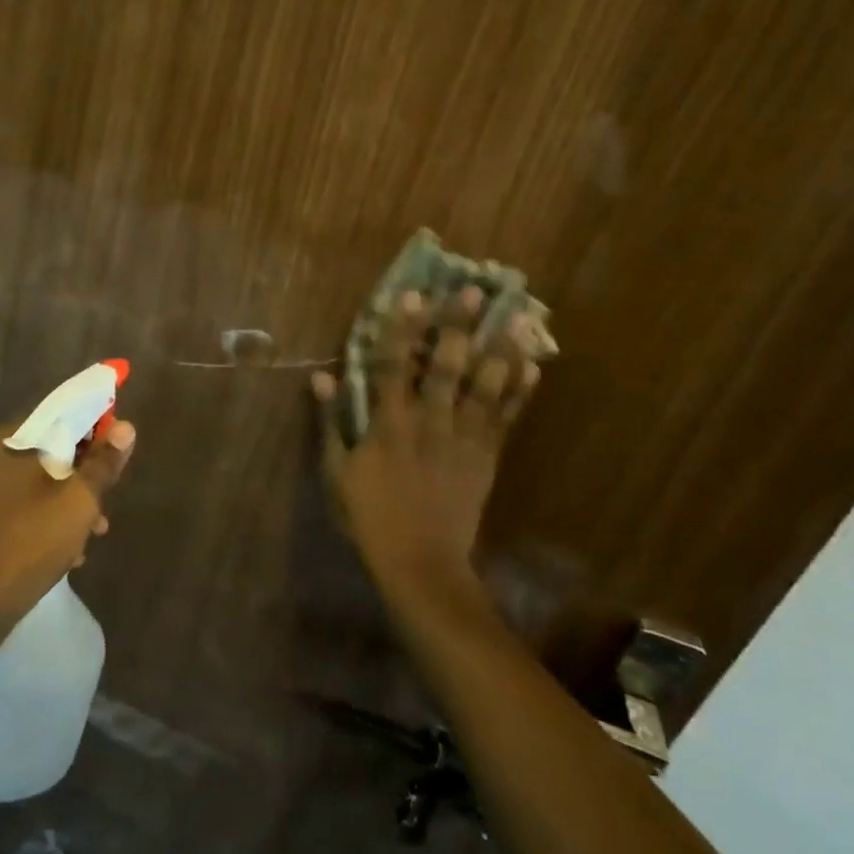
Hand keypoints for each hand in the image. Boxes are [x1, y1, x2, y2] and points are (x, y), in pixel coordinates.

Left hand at [0, 417, 136, 635]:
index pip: (58, 417)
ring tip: (95, 532)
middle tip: (106, 499)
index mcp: (6, 441)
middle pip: (50, 452)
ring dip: (70, 503)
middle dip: (83, 475)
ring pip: (40, 485)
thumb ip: (104, 462)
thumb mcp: (79, 499)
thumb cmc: (30, 540)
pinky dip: (48, 522)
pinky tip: (71, 551)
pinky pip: (24, 509)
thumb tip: (126, 427)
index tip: (115, 450)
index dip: (93, 428)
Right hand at [311, 287, 539, 587]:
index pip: (392, 365)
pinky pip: (506, 418)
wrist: (420, 562)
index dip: (400, 329)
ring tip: (515, 318)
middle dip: (457, 327)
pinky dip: (519, 392)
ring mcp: (463, 438)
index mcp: (390, 424)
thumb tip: (321, 377)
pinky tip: (532, 367)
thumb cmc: (370, 515)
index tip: (410, 296)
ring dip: (498, 350)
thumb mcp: (338, 470)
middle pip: (445, 367)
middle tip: (471, 291)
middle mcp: (430, 422)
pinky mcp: (486, 456)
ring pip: (484, 387)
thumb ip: (331, 421)